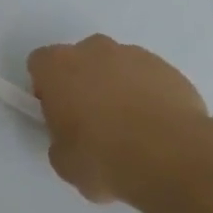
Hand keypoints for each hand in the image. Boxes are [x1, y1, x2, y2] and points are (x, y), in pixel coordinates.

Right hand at [27, 34, 209, 205]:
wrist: (171, 157)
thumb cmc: (104, 158)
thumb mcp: (64, 162)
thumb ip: (61, 140)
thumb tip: (73, 139)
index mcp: (58, 67)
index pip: (40, 64)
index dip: (46, 89)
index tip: (58, 114)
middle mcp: (94, 50)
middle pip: (80, 60)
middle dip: (83, 83)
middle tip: (93, 122)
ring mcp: (134, 55)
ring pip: (116, 67)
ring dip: (117, 88)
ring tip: (131, 129)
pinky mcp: (168, 68)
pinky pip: (148, 78)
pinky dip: (148, 96)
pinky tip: (156, 128)